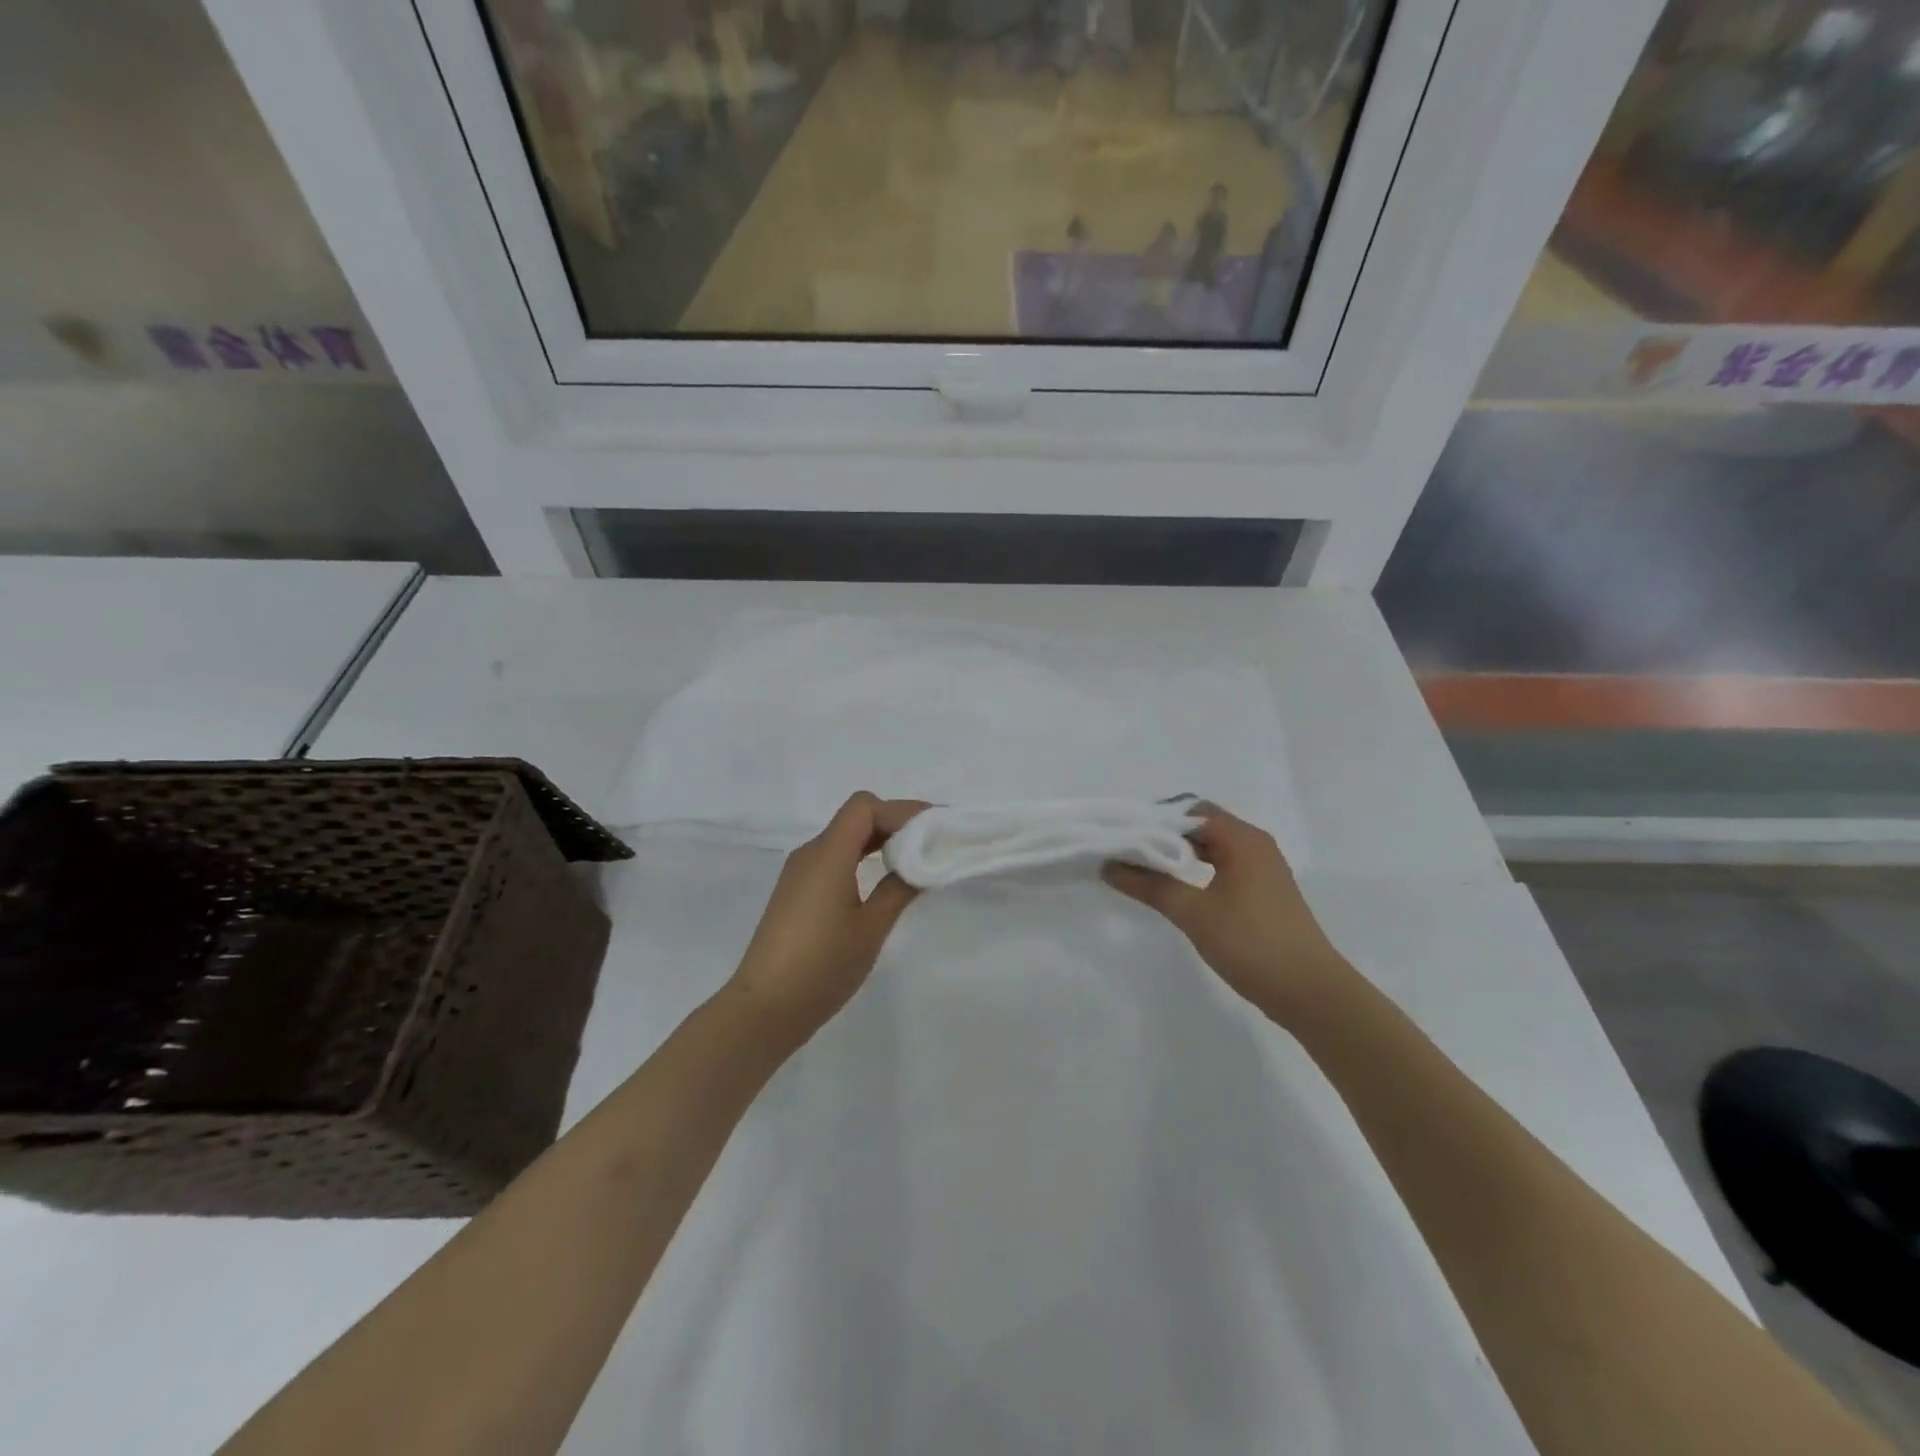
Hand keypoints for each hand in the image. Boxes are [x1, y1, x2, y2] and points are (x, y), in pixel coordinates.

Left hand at [724, 792, 925, 1045]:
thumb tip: (922, 863)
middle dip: (896, 823)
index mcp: (828, 854)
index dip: (902, 810)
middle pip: (856, 817)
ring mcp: (799, 873)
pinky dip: (862, 858)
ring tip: (914, 861)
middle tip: (933, 843)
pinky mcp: (796, 892)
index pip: (865, 806)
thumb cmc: (822, 966)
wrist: (764, 1009)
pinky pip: (834, 858)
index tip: (935, 829)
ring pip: (845, 838)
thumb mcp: (871, 928)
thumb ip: (899, 889)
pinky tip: (881, 882)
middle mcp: (810, 853)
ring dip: (879, 841)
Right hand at [1102, 804, 1350, 1022]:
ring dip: (1179, 854)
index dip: (1155, 819)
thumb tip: (1109, 866)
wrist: (1311, 993)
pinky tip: (1175, 889)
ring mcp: (1262, 870)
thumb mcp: (1194, 913)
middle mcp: (1255, 845)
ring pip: (1212, 848)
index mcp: (1242, 839)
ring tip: (1142, 868)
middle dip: (1164, 835)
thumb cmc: (1252, 943)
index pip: (1191, 811)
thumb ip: (1150, 886)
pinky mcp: (1263, 893)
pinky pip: (1223, 867)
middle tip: (1126, 850)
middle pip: (1201, 826)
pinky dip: (1197, 870)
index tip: (1123, 834)